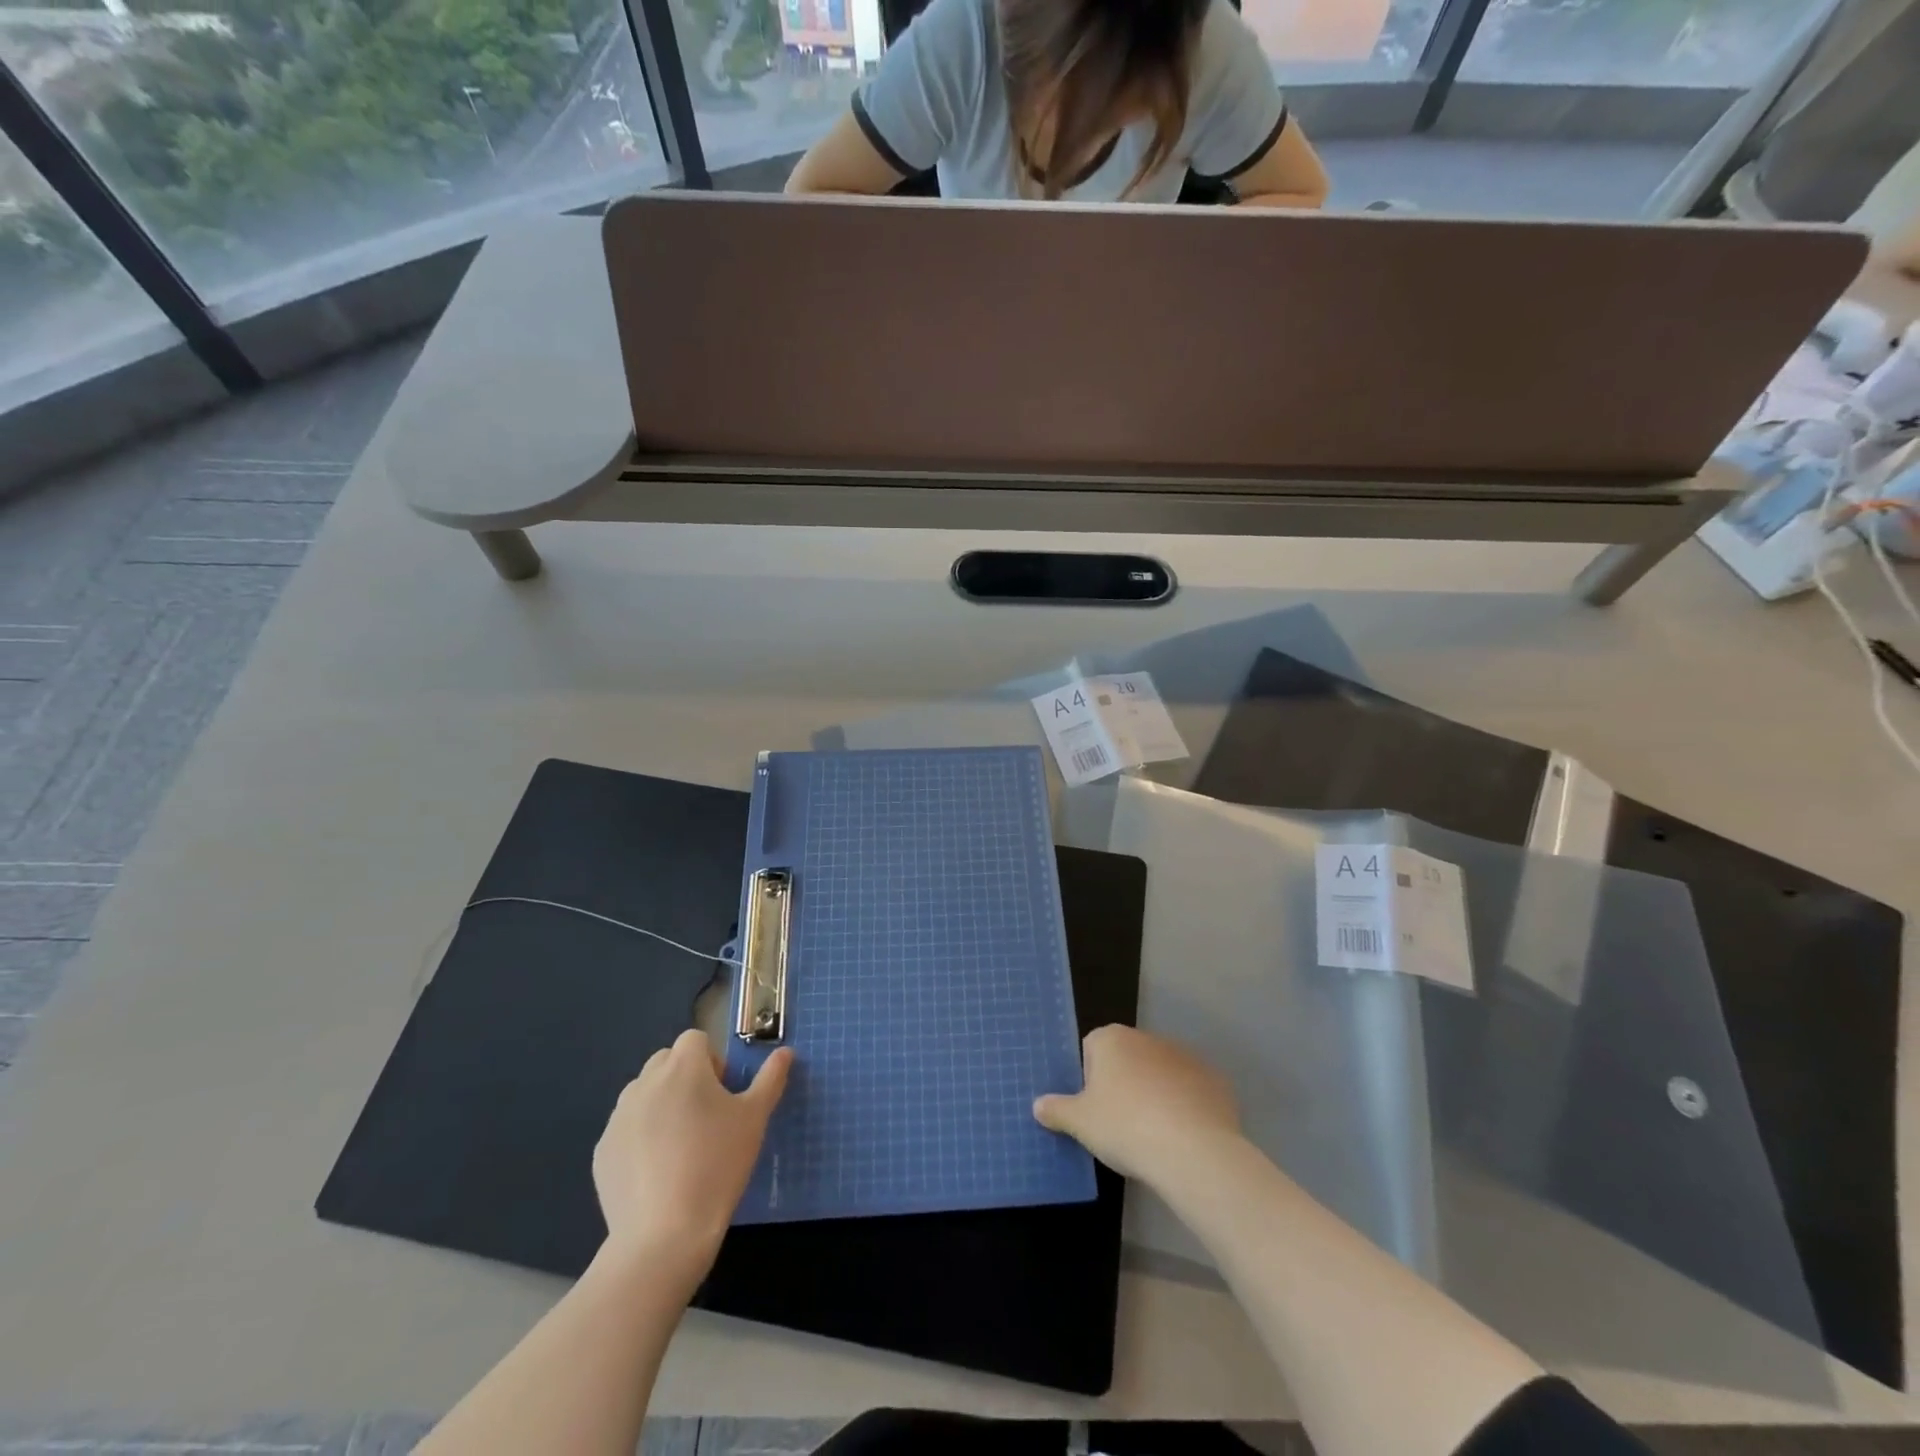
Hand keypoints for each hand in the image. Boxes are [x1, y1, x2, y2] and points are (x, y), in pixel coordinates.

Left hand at [593, 1030, 791, 1267]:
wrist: (664, 1235)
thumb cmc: (717, 1165)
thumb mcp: (755, 1119)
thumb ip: (770, 1078)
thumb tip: (785, 1052)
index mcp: (683, 1068)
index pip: (695, 1039)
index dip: (712, 1060)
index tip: (723, 1094)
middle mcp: (645, 1083)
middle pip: (666, 1062)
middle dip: (685, 1078)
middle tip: (705, 1118)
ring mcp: (618, 1117)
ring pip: (644, 1094)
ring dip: (661, 1105)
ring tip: (680, 1147)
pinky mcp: (603, 1151)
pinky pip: (626, 1129)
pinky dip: (641, 1138)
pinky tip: (657, 1172)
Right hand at [1034, 1025, 1239, 1184]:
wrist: (1192, 1150)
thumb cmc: (1124, 1127)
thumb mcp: (1080, 1123)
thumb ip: (1057, 1110)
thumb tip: (1038, 1105)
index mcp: (1112, 1040)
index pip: (1092, 1049)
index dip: (1091, 1080)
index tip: (1096, 1110)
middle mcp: (1148, 1038)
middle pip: (1128, 1059)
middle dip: (1124, 1086)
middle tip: (1122, 1126)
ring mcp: (1185, 1056)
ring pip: (1161, 1074)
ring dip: (1156, 1095)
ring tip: (1156, 1136)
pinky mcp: (1215, 1080)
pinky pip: (1192, 1091)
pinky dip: (1187, 1108)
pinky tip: (1185, 1138)